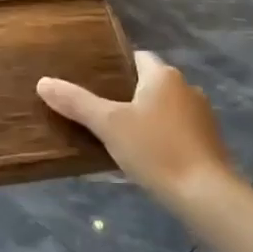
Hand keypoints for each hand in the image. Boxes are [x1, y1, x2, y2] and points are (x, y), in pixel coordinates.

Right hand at [37, 51, 234, 201]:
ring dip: (146, 116)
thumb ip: (76, 102)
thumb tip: (43, 82)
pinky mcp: (209, 141)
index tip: (93, 80)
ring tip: (118, 135)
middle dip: (127, 94)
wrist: (206, 194)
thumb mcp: (109, 125)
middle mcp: (186, 87)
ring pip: (165, 107)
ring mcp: (202, 115)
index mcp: (163, 75)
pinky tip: (145, 155)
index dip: (115, 65)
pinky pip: (177, 129)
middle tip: (98, 109)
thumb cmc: (155, 149)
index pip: (137, 57)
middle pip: (150, 83)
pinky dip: (161, 135)